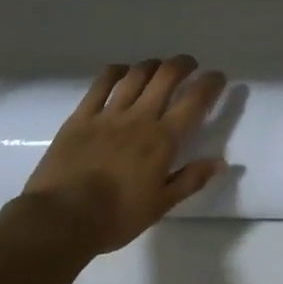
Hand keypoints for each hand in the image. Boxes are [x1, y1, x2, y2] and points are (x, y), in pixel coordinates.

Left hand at [21, 56, 227, 254]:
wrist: (62, 218)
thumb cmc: (116, 217)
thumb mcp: (160, 205)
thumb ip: (191, 180)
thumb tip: (220, 163)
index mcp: (163, 140)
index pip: (194, 101)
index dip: (210, 83)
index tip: (217, 77)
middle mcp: (139, 118)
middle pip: (166, 77)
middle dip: (182, 65)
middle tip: (189, 66)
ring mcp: (108, 114)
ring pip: (135, 75)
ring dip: (152, 65)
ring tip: (158, 67)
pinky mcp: (81, 116)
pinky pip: (101, 84)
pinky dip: (116, 71)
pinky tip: (121, 71)